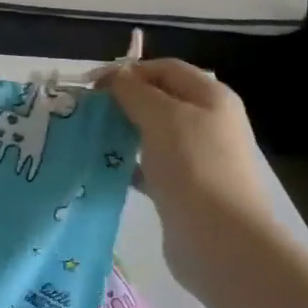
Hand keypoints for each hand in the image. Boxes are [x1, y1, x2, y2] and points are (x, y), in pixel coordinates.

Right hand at [101, 60, 274, 237]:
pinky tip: (105, 169)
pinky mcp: (184, 188)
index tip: (92, 85)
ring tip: (90, 137)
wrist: (220, 238)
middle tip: (87, 112)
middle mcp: (209, 123)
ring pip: (153, 134)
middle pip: (160, 100)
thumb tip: (117, 76)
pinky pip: (151, 166)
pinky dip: (128, 164)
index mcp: (211, 97)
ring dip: (123, 132)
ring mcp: (198, 158)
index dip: (129, 71)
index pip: (166, 69)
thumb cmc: (193, 166)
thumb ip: (135, 92)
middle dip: (124, 102)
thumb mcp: (162, 117)